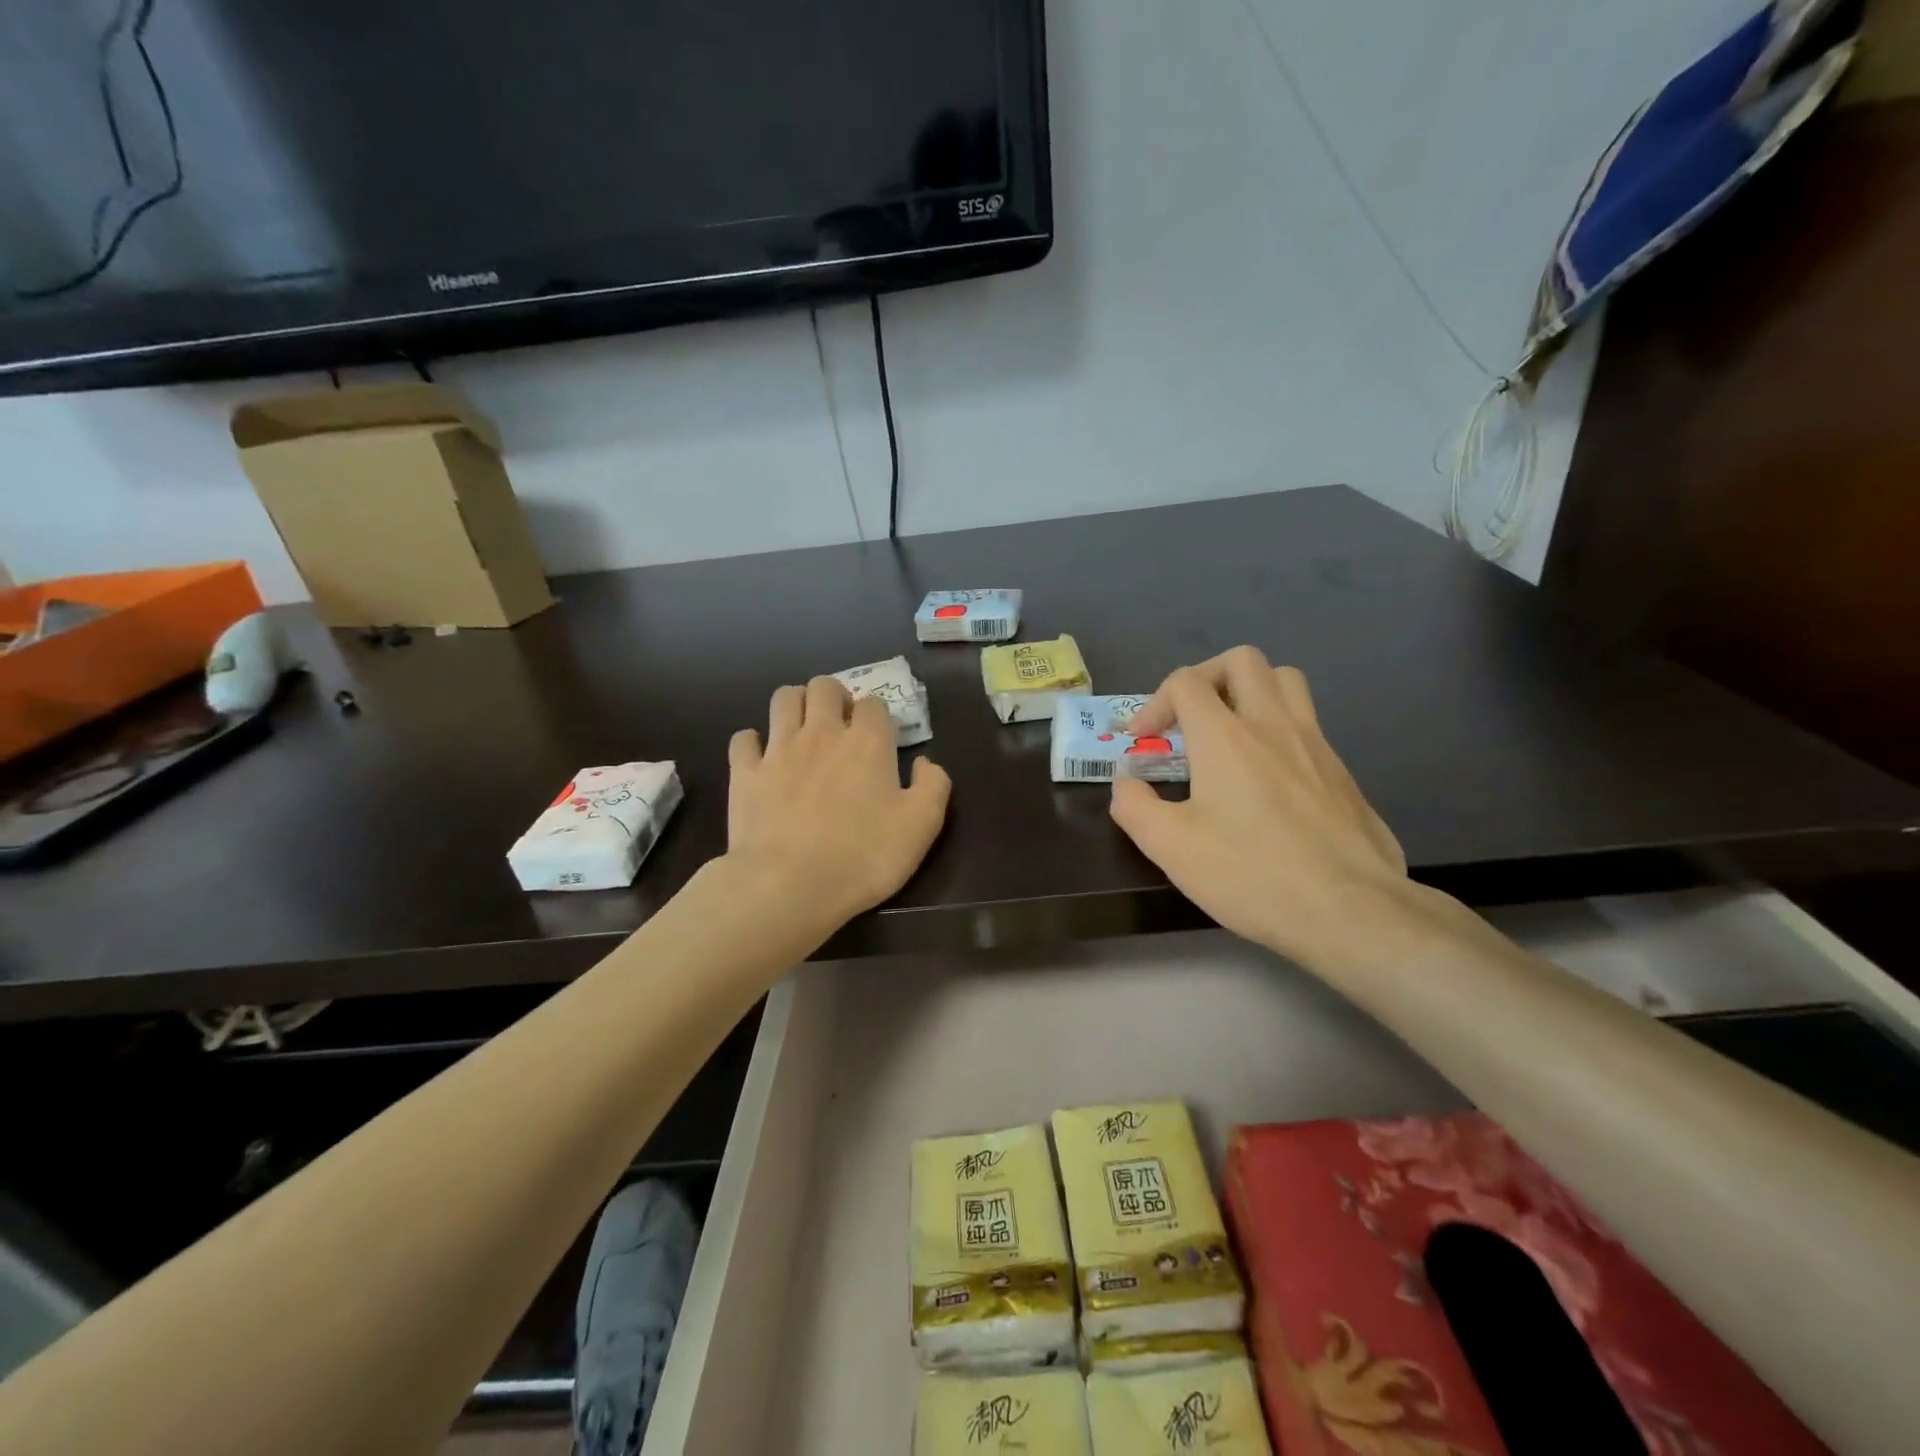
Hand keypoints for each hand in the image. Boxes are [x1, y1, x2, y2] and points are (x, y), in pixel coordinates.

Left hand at [725, 676, 950, 929]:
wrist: (788, 886)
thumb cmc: (862, 857)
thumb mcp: (921, 827)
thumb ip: (933, 786)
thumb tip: (925, 762)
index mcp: (867, 742)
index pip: (874, 703)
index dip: (878, 715)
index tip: (880, 739)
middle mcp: (822, 733)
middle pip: (824, 686)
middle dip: (834, 696)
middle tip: (840, 724)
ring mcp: (778, 749)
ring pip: (783, 698)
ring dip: (796, 704)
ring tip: (802, 728)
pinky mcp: (745, 772)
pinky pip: (744, 738)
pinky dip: (754, 742)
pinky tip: (762, 758)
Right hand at [1109, 647, 1410, 968]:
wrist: (1350, 911)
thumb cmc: (1251, 873)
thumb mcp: (1170, 847)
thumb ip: (1134, 806)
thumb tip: (1126, 783)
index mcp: (1225, 736)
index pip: (1185, 682)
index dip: (1154, 703)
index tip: (1143, 743)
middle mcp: (1273, 724)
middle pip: (1241, 660)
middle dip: (1206, 678)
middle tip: (1190, 719)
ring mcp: (1315, 744)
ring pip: (1286, 681)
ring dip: (1251, 691)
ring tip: (1231, 731)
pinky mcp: (1342, 772)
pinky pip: (1308, 724)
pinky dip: (1279, 730)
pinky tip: (1268, 779)